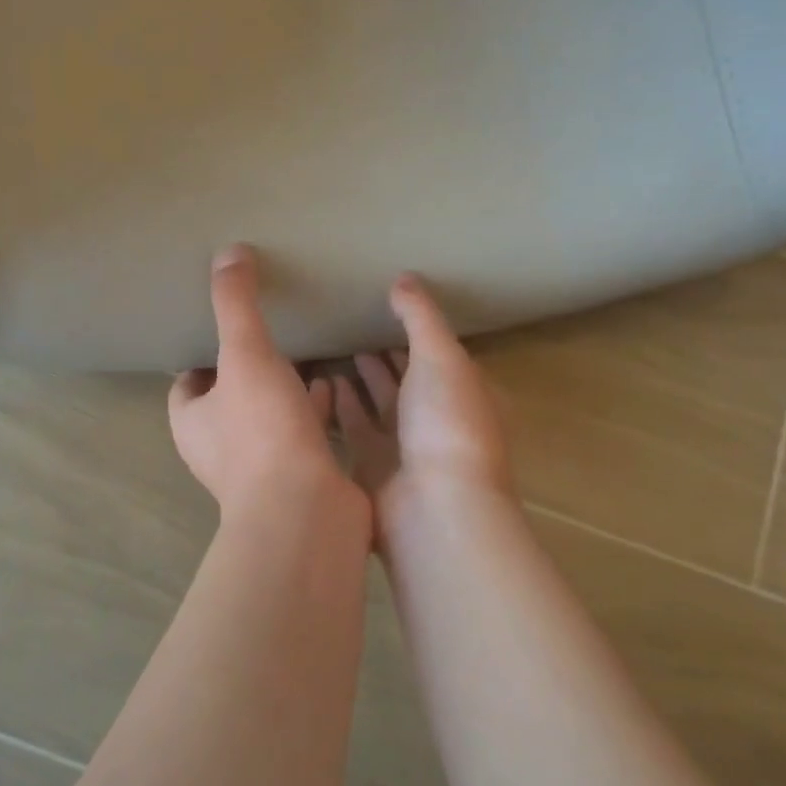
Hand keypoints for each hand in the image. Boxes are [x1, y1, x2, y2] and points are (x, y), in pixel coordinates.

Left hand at [170, 246, 364, 521]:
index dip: (202, 355)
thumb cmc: (264, 432)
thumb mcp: (245, 355)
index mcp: (192, 422)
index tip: (226, 328)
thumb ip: (235, 304)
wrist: (307, 512)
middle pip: (228, 398)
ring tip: (305, 352)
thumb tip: (228, 252)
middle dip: (246, 370)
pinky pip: (301, 434)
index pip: (186, 382)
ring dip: (281, 390)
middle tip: (271, 334)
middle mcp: (218, 448)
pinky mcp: (298, 478)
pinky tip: (334, 385)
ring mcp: (259, 468)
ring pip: (266, 418)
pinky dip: (313, 411)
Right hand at [333, 274, 513, 533]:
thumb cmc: (447, 424)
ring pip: (378, 404)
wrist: (433, 508)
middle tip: (352, 322)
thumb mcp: (441, 357)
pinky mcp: (372, 467)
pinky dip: (340, 406)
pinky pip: (353, 428)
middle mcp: (436, 420)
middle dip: (386, 354)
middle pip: (407, 379)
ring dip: (360, 379)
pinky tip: (320, 381)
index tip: (386, 304)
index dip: (417, 330)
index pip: (440, 354)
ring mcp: (405, 447)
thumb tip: (403, 278)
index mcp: (465, 394)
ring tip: (332, 346)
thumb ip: (420, 316)